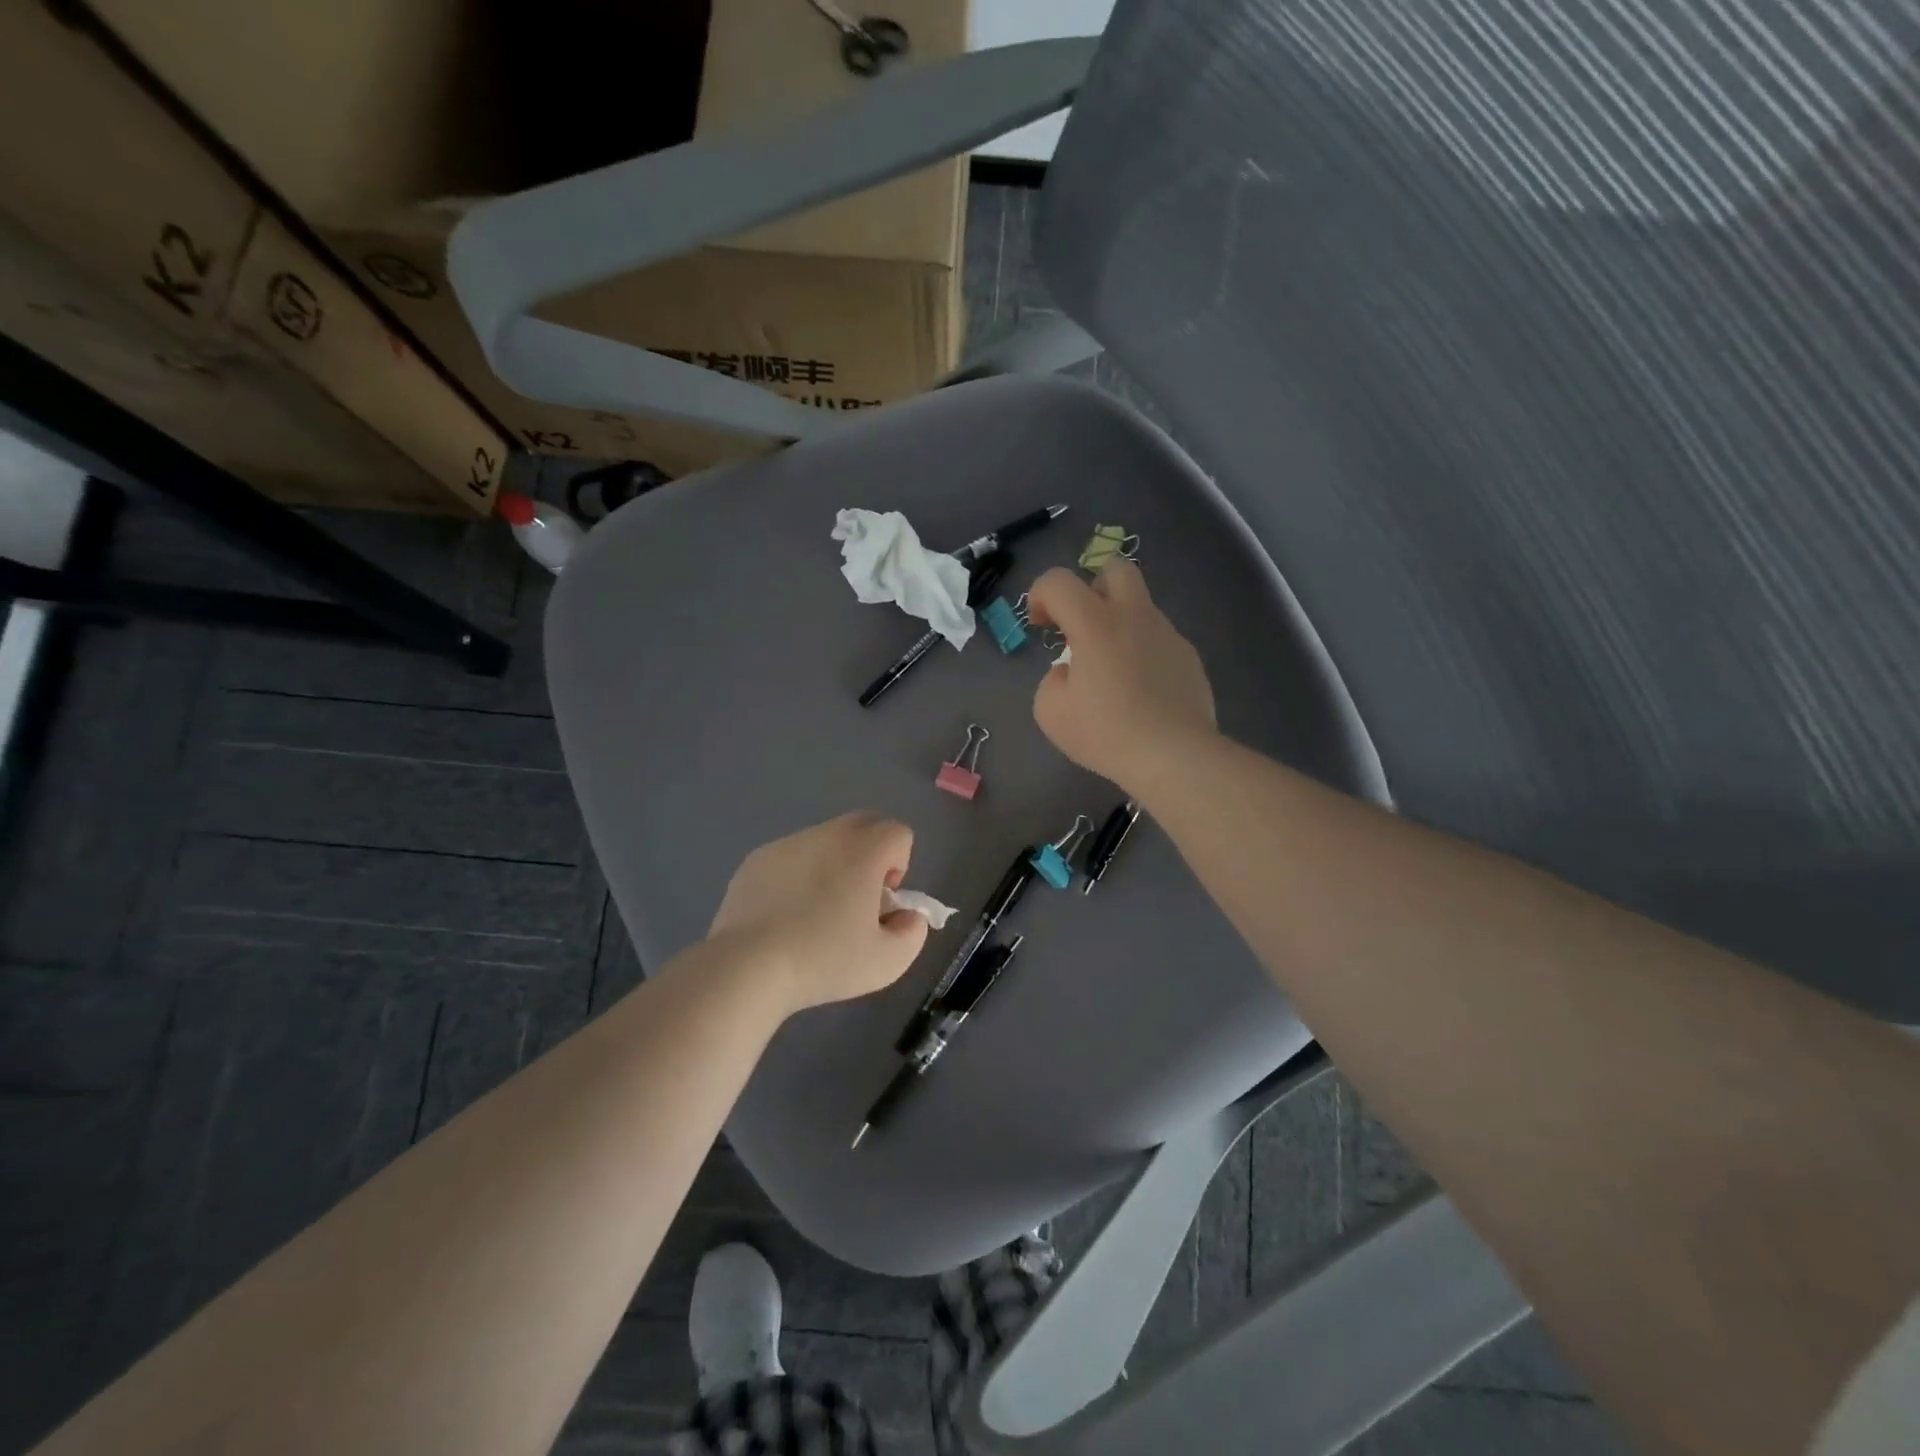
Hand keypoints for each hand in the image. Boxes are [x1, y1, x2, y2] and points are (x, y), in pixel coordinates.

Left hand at [707, 813, 929, 1013]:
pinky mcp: (757, 859)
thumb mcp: (888, 961)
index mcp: (863, 849)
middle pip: (864, 824)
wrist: (747, 967)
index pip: (899, 832)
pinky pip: (791, 857)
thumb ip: (913, 931)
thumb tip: (907, 914)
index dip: (899, 866)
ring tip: (814, 914)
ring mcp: (788, 843)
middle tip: (856, 901)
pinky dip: (797, 876)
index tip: (880, 902)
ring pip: (825, 840)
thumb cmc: (824, 960)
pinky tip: (783, 917)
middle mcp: (827, 834)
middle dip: (870, 855)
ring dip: (833, 864)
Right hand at [1027, 561, 1216, 788]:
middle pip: (1115, 569)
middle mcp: (1134, 616)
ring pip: (1139, 608)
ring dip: (1118, 626)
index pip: (1059, 581)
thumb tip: (1070, 672)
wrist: (1174, 755)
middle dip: (1091, 588)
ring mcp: (1167, 634)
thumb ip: (1053, 680)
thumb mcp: (1051, 711)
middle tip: (1082, 627)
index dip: (1040, 595)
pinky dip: (1142, 654)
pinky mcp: (1188, 657)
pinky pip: (1158, 641)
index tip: (1040, 627)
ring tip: (1110, 673)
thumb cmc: (1105, 732)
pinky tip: (1139, 692)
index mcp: (1095, 623)